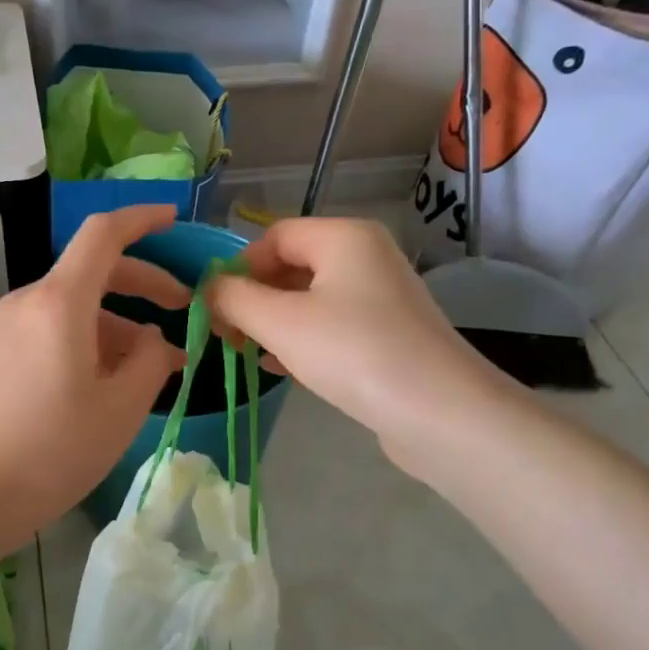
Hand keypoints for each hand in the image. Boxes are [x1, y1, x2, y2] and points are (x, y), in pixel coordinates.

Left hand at [0, 206, 189, 548]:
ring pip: (74, 305)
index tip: (174, 219)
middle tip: (182, 309)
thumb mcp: (120, 409)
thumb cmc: (51, 452)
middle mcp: (27, 302)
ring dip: (116, 322)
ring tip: (149, 366)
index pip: (103, 234)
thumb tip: (154, 340)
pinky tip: (106, 380)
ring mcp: (5, 328)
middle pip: (92, 270)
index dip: (143, 220)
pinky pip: (51, 329)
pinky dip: (86, 339)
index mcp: (59, 303)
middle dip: (143, 283)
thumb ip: (150, 361)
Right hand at [205, 217, 511, 478]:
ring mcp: (380, 297)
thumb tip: (209, 289)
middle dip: (253, 298)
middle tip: (226, 336)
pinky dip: (301, 340)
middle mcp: (365, 256)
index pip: (274, 237)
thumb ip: (234, 299)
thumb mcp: (280, 322)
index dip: (238, 268)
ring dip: (272, 322)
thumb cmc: (353, 352)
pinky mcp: (386, 334)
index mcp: (343, 236)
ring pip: (309, 299)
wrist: (439, 412)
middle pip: (291, 265)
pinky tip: (280, 368)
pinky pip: (331, 325)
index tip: (216, 310)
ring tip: (247, 353)